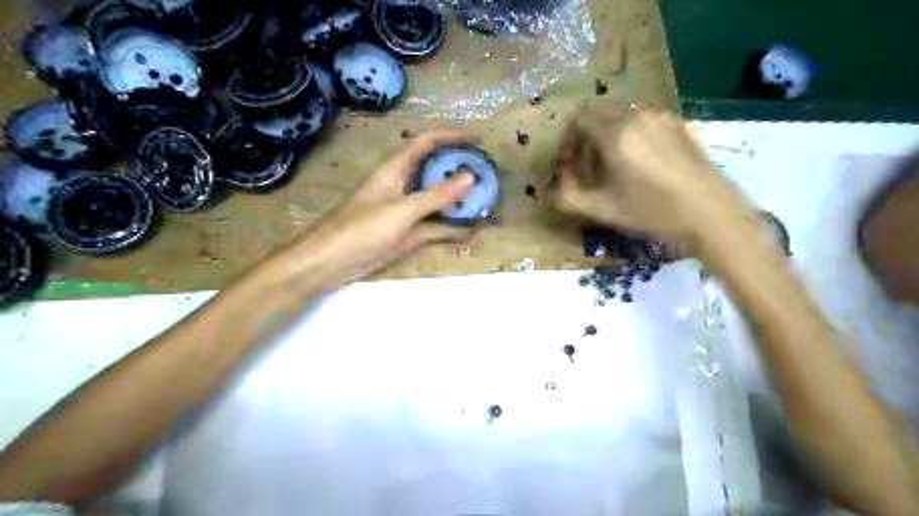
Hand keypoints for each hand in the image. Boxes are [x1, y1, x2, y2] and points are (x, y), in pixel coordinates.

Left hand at [284, 129, 477, 286]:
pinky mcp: (406, 233)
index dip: (451, 137)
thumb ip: (436, 195)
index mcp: (395, 169)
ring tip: (486, 201)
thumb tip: (470, 177)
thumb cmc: (361, 229)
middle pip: (435, 171)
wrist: (330, 262)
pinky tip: (472, 233)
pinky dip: (452, 229)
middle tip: (487, 173)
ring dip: (459, 201)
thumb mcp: (402, 210)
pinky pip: (434, 227)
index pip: (426, 142)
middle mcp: (402, 185)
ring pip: (437, 201)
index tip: (477, 140)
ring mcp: (405, 211)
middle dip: (459, 170)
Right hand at [551, 107, 752, 254]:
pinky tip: (642, 165)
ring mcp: (663, 117)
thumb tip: (561, 179)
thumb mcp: (600, 209)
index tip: (571, 165)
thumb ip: (568, 195)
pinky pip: (644, 122)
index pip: (578, 119)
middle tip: (589, 168)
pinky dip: (632, 136)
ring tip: (616, 168)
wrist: (710, 215)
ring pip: (622, 117)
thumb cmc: (651, 212)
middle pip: (599, 115)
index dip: (568, 141)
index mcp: (616, 133)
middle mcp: (638, 115)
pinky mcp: (680, 124)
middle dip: (587, 139)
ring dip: (609, 137)